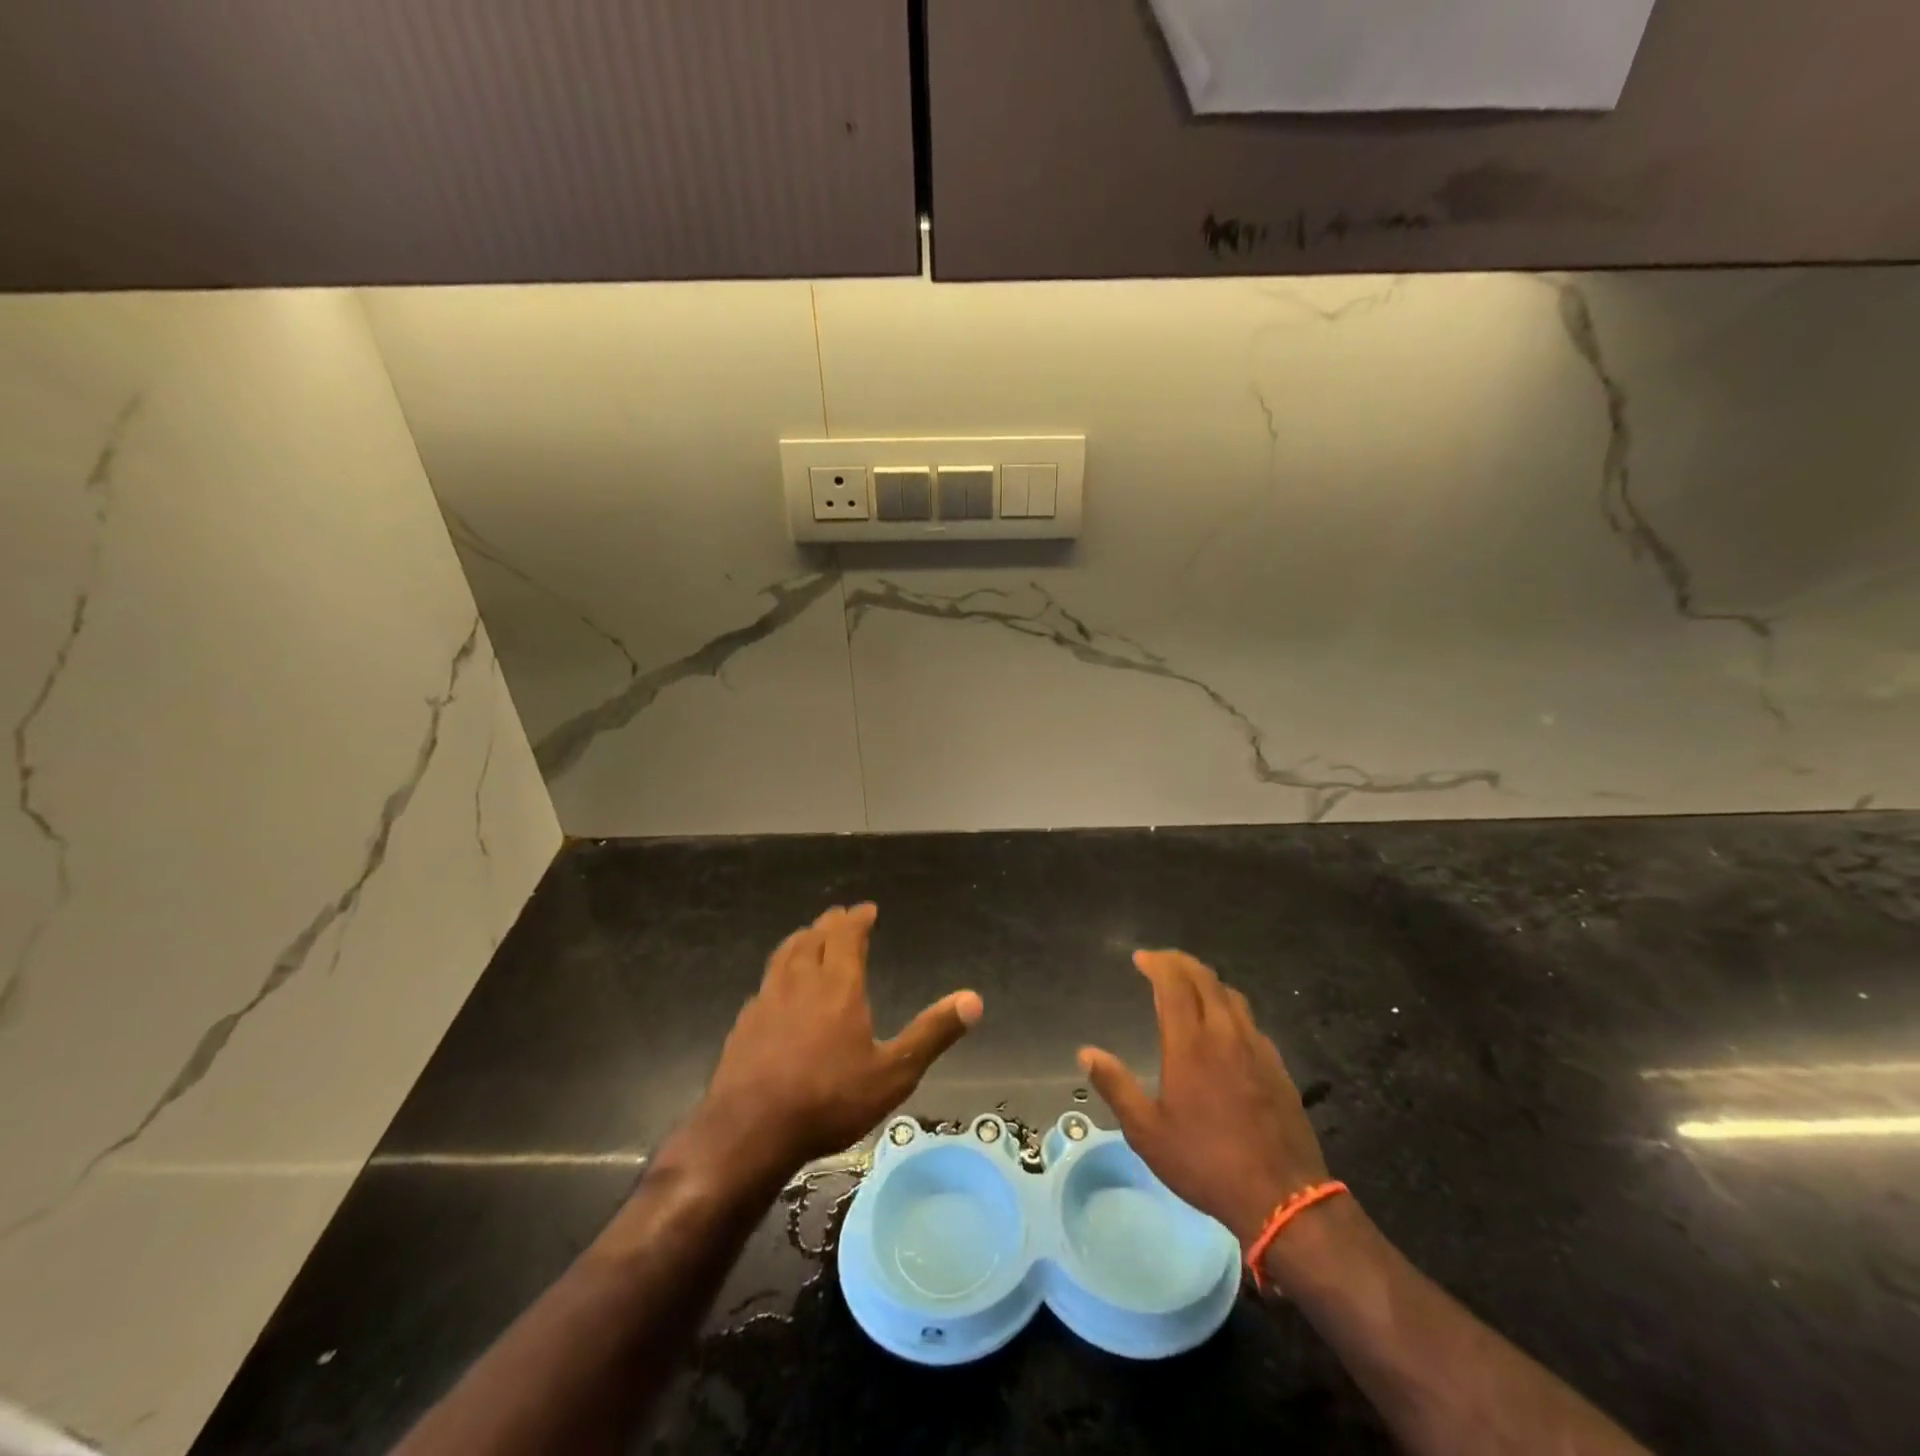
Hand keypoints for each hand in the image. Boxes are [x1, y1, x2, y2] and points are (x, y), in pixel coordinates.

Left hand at [693, 904, 982, 1178]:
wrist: (750, 1131)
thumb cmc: (829, 1099)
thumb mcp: (893, 1073)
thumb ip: (932, 1033)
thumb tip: (975, 999)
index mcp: (838, 984)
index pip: (847, 935)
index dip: (858, 918)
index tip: (867, 909)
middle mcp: (801, 980)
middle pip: (814, 938)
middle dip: (830, 923)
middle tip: (840, 917)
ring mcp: (767, 999)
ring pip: (785, 954)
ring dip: (801, 939)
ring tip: (809, 937)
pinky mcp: (744, 1022)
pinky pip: (766, 982)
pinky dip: (779, 971)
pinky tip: (778, 988)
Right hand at [1079, 949, 1328, 1249]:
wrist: (1282, 1197)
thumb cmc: (1206, 1162)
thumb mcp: (1147, 1132)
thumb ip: (1116, 1086)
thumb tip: (1086, 1053)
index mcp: (1190, 1043)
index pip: (1174, 984)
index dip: (1157, 963)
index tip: (1140, 958)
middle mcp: (1224, 1033)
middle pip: (1204, 979)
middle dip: (1180, 962)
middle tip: (1160, 962)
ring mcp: (1256, 1047)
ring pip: (1230, 995)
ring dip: (1206, 980)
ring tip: (1189, 984)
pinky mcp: (1276, 1065)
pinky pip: (1249, 1019)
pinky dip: (1228, 1006)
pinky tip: (1223, 1025)